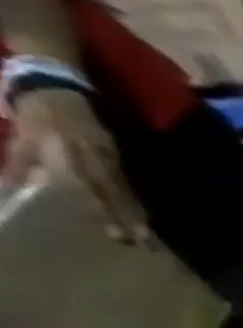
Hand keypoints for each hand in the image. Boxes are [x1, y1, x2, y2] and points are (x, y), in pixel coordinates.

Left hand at [1, 88, 150, 244]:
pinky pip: (124, 181)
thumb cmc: (34, 115)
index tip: (116, 232)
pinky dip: (131, 198)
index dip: (105, 211)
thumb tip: (13, 194)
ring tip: (144, 232)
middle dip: (127, 216)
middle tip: (140, 239)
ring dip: (134, 211)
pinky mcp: (115, 155)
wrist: (55, 89)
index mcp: (71, 155)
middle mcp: (96, 159)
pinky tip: (137, 211)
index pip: (93, 189)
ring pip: (123, 189)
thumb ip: (22, 165)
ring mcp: (110, 157)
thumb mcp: (21, 139)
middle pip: (115, 193)